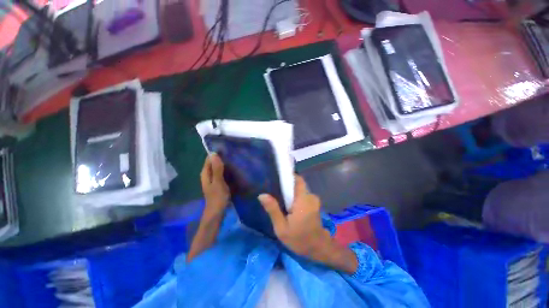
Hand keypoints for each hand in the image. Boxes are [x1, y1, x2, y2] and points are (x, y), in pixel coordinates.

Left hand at [200, 153, 229, 216]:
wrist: (217, 213)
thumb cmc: (217, 197)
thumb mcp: (218, 182)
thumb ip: (216, 168)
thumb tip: (214, 154)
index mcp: (205, 173)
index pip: (209, 158)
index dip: (217, 153)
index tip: (228, 150)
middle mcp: (208, 174)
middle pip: (214, 162)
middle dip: (222, 158)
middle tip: (234, 154)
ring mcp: (213, 179)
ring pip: (219, 168)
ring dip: (225, 164)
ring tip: (236, 160)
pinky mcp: (218, 183)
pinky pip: (222, 173)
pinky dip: (227, 170)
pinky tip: (234, 169)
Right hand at [258, 175, 331, 258]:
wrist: (318, 249)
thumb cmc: (299, 239)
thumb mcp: (282, 227)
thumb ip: (273, 210)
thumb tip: (262, 195)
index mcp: (303, 199)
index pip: (298, 179)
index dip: (289, 176)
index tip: (278, 177)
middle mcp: (310, 196)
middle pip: (297, 184)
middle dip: (287, 187)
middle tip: (275, 192)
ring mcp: (314, 200)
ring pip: (299, 190)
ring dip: (291, 193)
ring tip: (280, 200)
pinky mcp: (314, 204)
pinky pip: (302, 195)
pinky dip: (295, 198)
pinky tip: (289, 206)